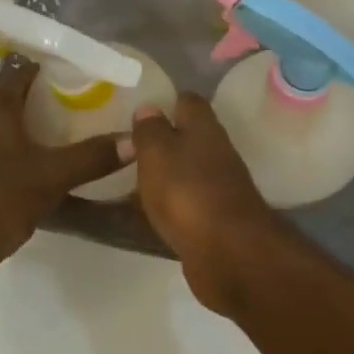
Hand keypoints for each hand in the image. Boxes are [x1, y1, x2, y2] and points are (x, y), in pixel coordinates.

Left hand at [0, 62, 123, 293]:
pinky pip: (0, 159)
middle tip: (83, 99)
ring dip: (33, 129)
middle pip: (11, 100)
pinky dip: (23, 158)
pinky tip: (45, 172)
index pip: (18, 71)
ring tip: (70, 133)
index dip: (44, 63)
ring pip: (6, 131)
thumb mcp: (50, 176)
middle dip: (44, 97)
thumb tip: (135, 141)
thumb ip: (91, 157)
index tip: (75, 64)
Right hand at [127, 94, 285, 315]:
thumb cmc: (187, 191)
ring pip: (186, 172)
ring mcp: (219, 188)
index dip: (165, 101)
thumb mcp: (157, 152)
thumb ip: (150, 129)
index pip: (187, 101)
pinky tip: (144, 214)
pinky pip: (186, 204)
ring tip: (127, 181)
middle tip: (124, 148)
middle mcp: (216, 152)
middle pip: (188, 137)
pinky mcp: (215, 220)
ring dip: (164, 175)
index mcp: (204, 128)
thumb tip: (149, 107)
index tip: (138, 111)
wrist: (229, 253)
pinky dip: (168, 206)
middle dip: (161, 141)